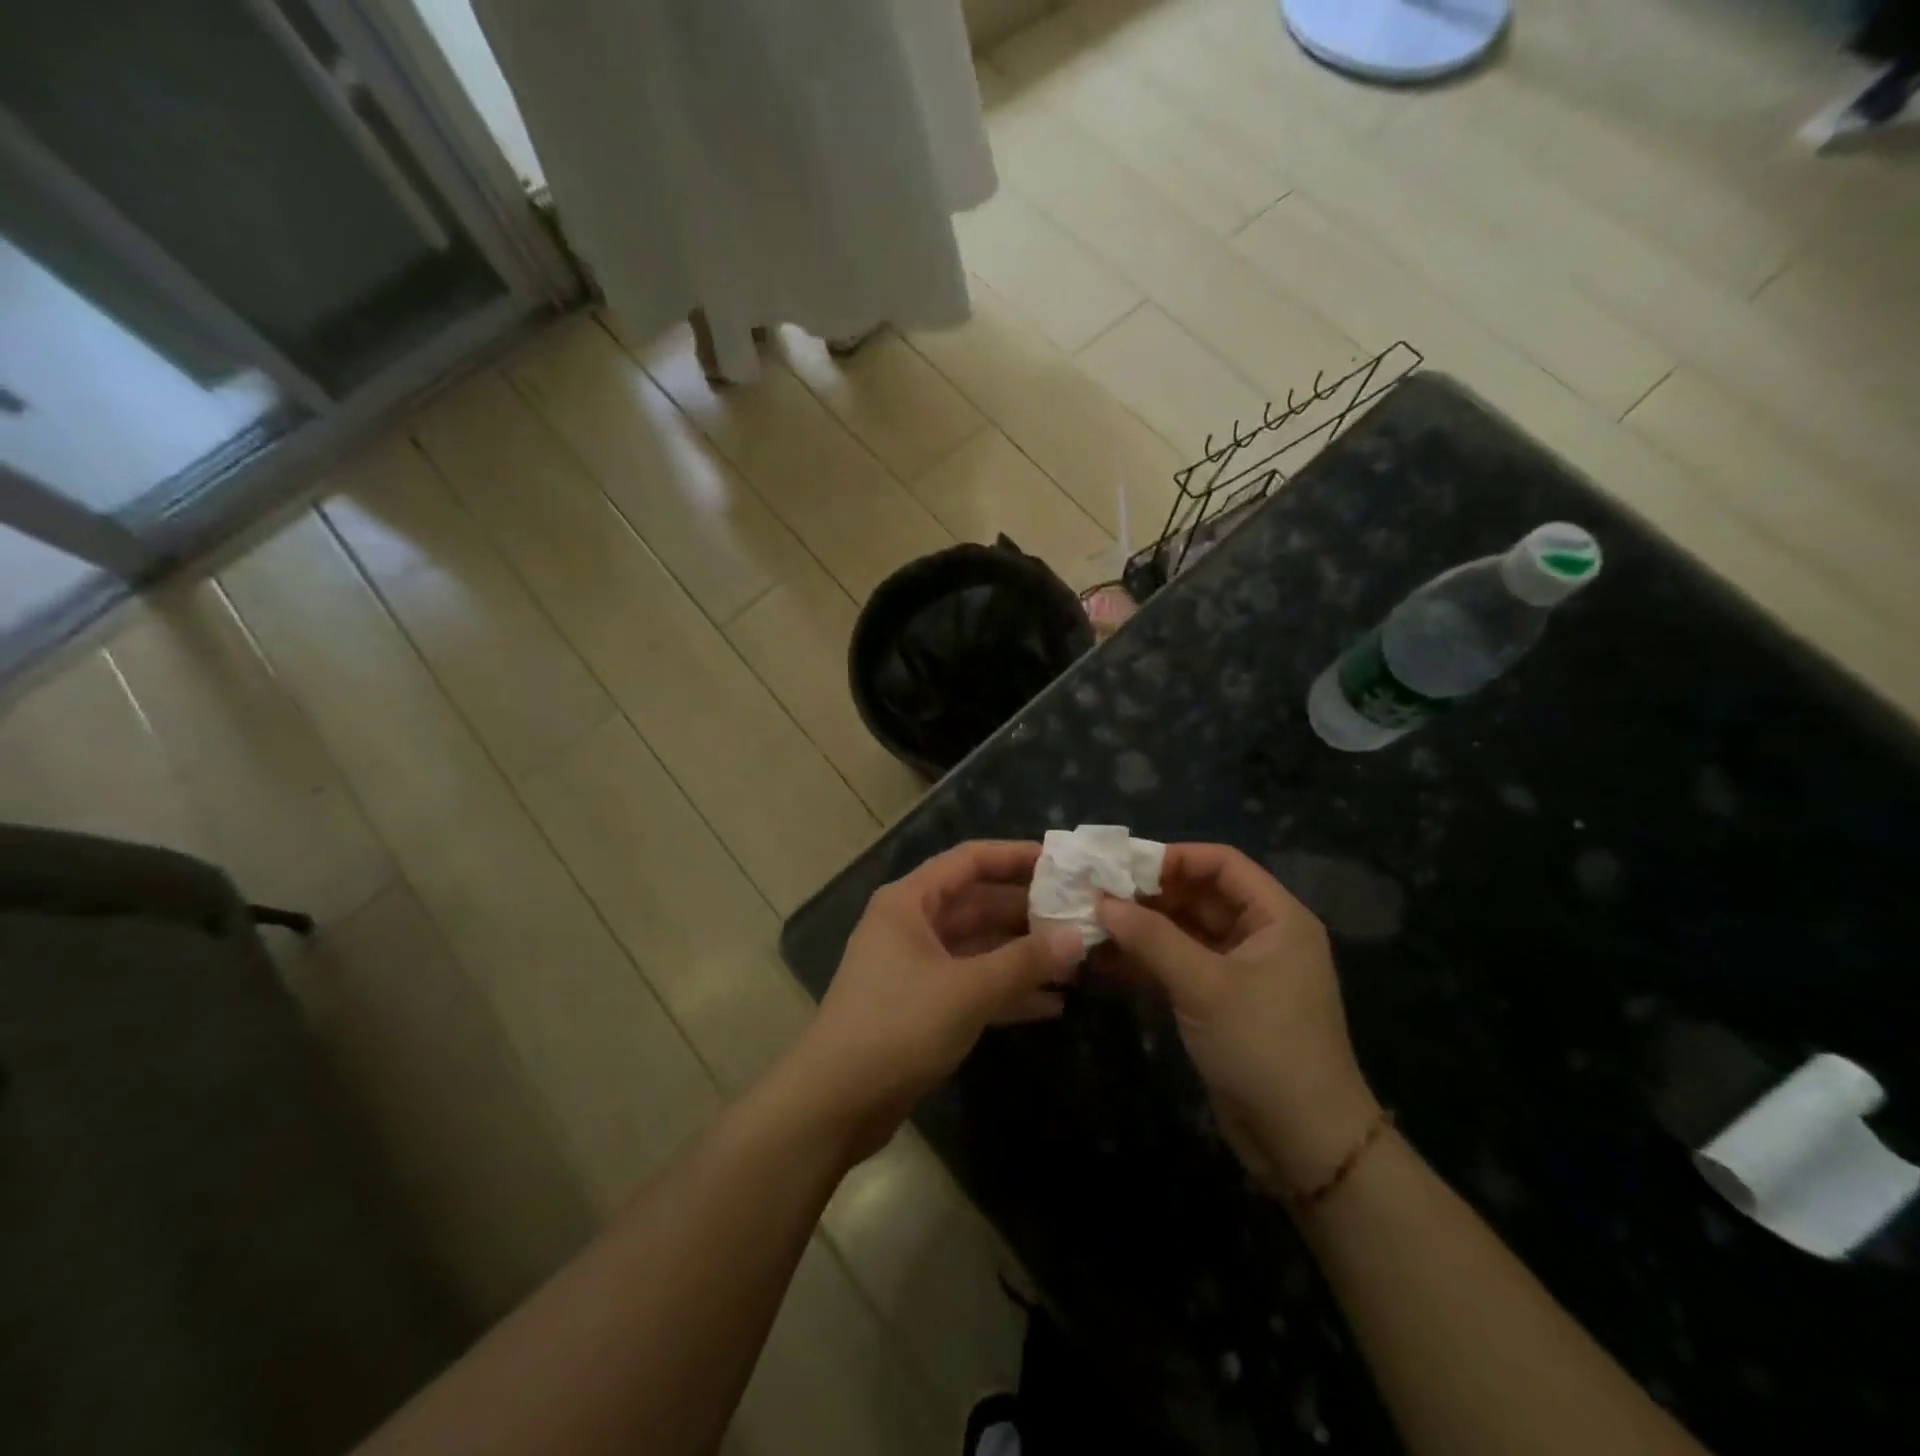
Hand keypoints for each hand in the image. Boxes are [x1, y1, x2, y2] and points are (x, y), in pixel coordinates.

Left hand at [788, 841, 1084, 1157]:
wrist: (837, 1102)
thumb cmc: (899, 1026)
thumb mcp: (968, 990)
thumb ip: (1025, 961)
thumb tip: (1077, 937)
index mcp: (909, 902)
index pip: (969, 860)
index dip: (1014, 856)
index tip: (1059, 862)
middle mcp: (910, 925)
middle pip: (976, 904)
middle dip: (1026, 912)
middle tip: (1078, 916)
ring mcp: (914, 967)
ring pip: (976, 947)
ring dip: (1020, 955)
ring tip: (1074, 961)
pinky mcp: (920, 1006)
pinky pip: (970, 984)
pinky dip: (1005, 991)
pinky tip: (1051, 1004)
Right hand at [1096, 844, 1379, 1198]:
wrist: (1303, 1142)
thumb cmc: (1264, 1047)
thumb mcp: (1205, 986)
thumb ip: (1152, 938)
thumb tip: (1101, 901)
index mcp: (1276, 918)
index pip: (1222, 864)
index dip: (1173, 858)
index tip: (1121, 865)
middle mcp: (1259, 935)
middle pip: (1198, 896)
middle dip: (1147, 895)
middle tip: (1094, 894)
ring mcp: (1237, 970)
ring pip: (1183, 932)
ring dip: (1140, 929)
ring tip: (1089, 923)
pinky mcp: (1218, 1002)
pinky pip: (1178, 966)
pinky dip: (1145, 961)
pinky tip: (1104, 960)